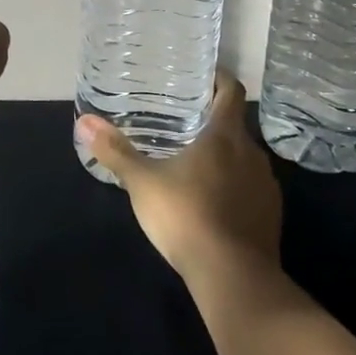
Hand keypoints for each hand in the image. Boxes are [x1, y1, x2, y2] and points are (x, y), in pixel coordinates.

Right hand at [76, 73, 281, 289]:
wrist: (234, 277)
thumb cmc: (187, 216)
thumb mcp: (143, 183)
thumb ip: (116, 152)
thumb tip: (84, 121)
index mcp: (225, 135)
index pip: (232, 90)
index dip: (220, 79)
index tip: (203, 77)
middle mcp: (252, 152)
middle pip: (235, 126)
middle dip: (213, 124)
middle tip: (185, 125)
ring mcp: (266, 185)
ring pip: (245, 159)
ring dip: (225, 158)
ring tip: (196, 166)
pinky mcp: (271, 214)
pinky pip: (252, 190)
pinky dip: (236, 189)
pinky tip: (215, 204)